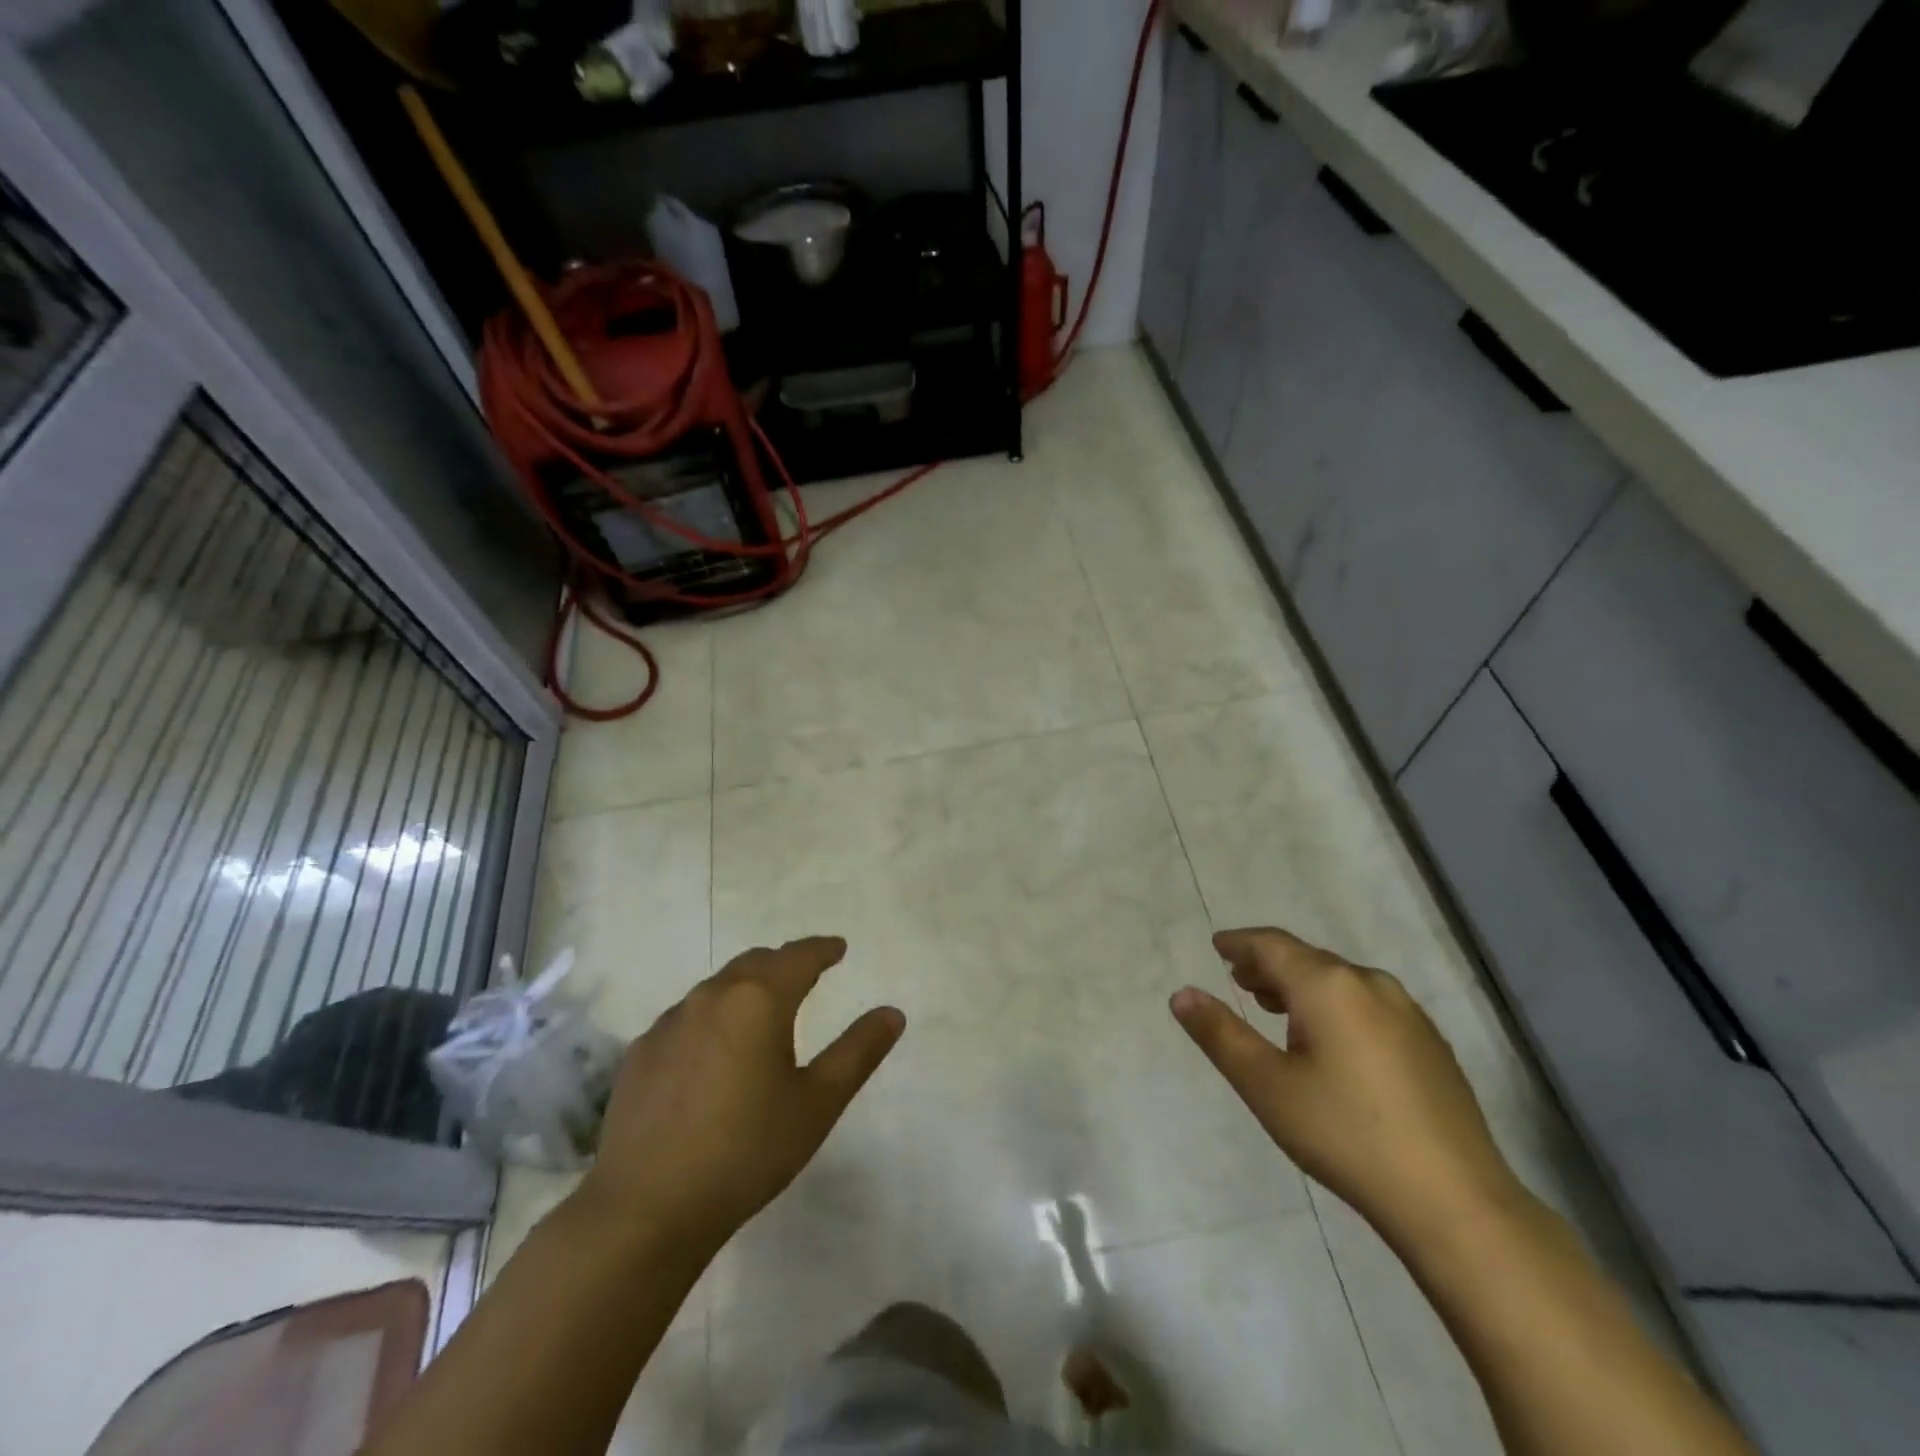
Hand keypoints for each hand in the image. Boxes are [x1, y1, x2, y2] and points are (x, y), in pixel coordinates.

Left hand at [576, 937, 903, 1253]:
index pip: (798, 957)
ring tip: (761, 1013)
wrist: (645, 1210)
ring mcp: (669, 1024)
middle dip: (783, 964)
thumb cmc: (746, 1151)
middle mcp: (711, 997)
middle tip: (805, 976)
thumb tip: (892, 1013)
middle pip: (754, 963)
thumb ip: (858, 1052)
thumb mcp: (817, 1103)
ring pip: (716, 988)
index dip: (822, 948)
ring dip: (745, 989)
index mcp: (758, 1000)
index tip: (838, 948)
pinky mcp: (640, 1054)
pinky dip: (710, 1019)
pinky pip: (685, 1018)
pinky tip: (711, 1053)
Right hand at [1171, 927, 1523, 1252]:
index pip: (1272, 945)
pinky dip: (1334, 1006)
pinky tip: (1328, 1040)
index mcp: (1328, 985)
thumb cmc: (1345, 1134)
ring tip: (1275, 1007)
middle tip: (1239, 978)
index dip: (1240, 943)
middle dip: (1268, 965)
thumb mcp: (1266, 1085)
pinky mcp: (1430, 1044)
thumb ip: (1220, 1033)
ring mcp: (1407, 1013)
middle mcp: (1370, 984)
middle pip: (1307, 959)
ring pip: (1340, 981)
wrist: (1455, 1201)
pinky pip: (1367, 1004)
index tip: (1217, 945)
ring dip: (1301, 986)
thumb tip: (1181, 994)